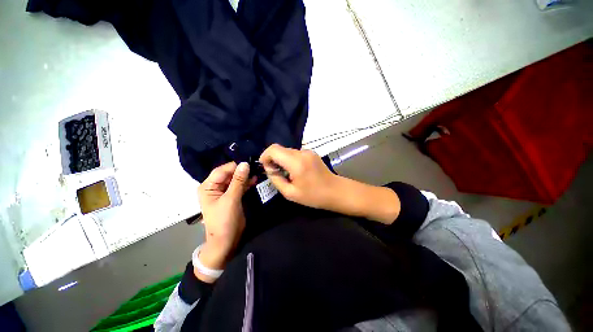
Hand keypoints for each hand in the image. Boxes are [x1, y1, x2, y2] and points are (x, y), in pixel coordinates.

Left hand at [197, 162, 254, 281]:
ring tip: (258, 171)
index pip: (222, 170)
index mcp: (208, 186)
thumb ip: (238, 181)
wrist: (226, 241)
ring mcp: (225, 191)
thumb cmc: (224, 220)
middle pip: (230, 174)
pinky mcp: (233, 196)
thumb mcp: (231, 199)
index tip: (250, 162)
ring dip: (246, 176)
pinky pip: (240, 186)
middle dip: (242, 170)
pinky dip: (247, 183)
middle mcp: (215, 187)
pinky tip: (255, 179)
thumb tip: (245, 163)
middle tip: (256, 166)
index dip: (235, 166)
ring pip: (236, 179)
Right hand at [259, 144, 337, 208]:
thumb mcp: (290, 193)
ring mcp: (308, 151)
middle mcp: (302, 153)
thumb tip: (269, 169)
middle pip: (280, 149)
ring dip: (281, 159)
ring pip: (287, 151)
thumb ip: (276, 179)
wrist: (335, 191)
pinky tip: (294, 171)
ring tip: (285, 173)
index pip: (274, 149)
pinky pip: (295, 153)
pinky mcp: (311, 153)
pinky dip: (289, 159)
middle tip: (274, 173)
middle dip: (273, 159)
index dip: (265, 156)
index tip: (264, 167)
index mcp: (296, 163)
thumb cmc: (314, 196)